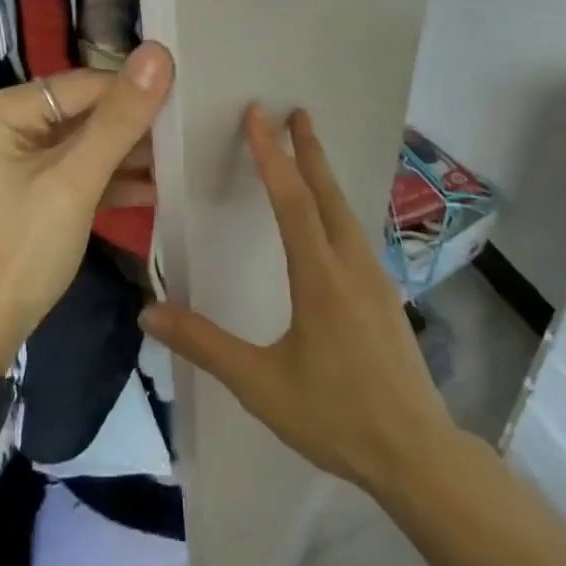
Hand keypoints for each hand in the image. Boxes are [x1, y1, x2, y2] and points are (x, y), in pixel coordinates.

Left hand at [0, 43, 174, 373]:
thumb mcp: (76, 181)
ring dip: (126, 154)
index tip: (185, 99)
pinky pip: (73, 170)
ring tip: (179, 158)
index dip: (132, 91)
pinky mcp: (26, 188)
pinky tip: (154, 188)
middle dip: (132, 126)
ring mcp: (12, 159)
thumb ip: (119, 118)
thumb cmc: (23, 248)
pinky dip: (108, 179)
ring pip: (81, 143)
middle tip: (186, 131)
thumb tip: (159, 53)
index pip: (80, 85)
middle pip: (80, 112)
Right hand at [140, 107, 457, 497]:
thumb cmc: (336, 416)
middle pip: (327, 193)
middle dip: (308, 150)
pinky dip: (336, 206)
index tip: (259, 115)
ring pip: (345, 212)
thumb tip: (149, 313)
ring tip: (308, 151)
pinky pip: (356, 233)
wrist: (417, 454)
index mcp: (320, 278)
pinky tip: (330, 219)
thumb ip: (205, 344)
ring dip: (324, 176)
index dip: (272, 155)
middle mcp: (352, 265)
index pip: (292, 201)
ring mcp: (375, 279)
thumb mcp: (260, 384)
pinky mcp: (385, 296)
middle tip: (294, 111)